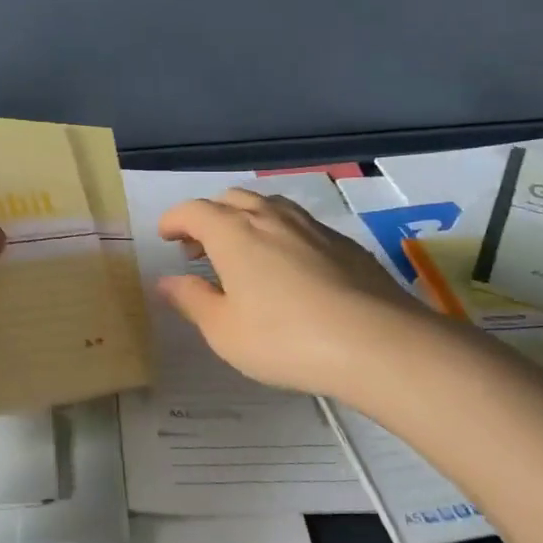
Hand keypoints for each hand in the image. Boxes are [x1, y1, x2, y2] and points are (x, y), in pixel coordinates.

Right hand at [156, 188, 429, 397]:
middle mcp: (270, 218)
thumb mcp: (224, 331)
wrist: (377, 342)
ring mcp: (311, 227)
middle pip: (231, 200)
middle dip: (208, 217)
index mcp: (233, 233)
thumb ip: (192, 300)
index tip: (165, 235)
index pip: (193, 211)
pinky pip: (299, 224)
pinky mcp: (343, 243)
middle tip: (199, 249)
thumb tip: (166, 282)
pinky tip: (288, 266)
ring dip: (245, 220)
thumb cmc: (285, 339)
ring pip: (269, 206)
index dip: (174, 220)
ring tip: (243, 252)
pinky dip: (279, 234)